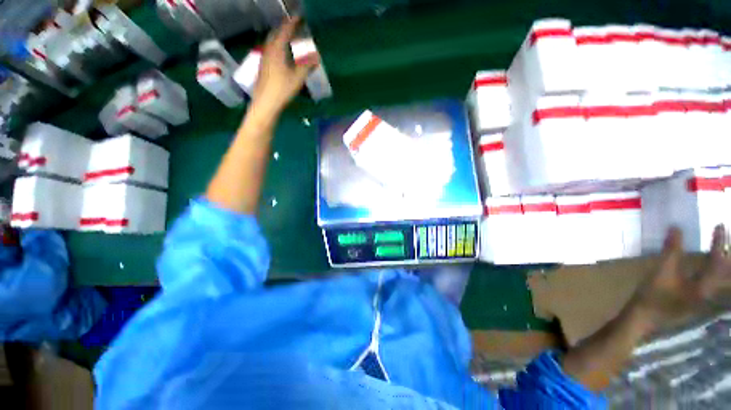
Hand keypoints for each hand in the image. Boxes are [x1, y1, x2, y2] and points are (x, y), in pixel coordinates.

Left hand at [252, 17, 318, 115]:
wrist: (265, 103)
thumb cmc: (282, 90)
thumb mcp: (297, 78)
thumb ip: (307, 66)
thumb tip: (316, 56)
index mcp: (277, 49)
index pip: (285, 30)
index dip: (293, 23)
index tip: (300, 17)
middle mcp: (268, 50)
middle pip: (276, 33)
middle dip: (285, 28)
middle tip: (294, 27)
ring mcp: (264, 58)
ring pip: (272, 41)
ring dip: (280, 37)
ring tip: (289, 39)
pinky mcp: (263, 66)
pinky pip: (270, 50)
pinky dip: (277, 46)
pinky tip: (281, 54)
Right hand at [635, 225, 730, 326]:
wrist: (643, 318)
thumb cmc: (653, 296)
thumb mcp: (661, 272)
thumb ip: (671, 251)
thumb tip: (676, 228)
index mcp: (704, 288)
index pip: (717, 262)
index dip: (719, 243)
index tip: (719, 225)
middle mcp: (709, 293)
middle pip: (724, 273)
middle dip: (726, 256)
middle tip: (724, 240)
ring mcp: (702, 298)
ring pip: (719, 279)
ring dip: (721, 264)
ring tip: (720, 251)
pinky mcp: (694, 299)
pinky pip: (710, 282)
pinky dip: (712, 271)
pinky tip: (706, 267)